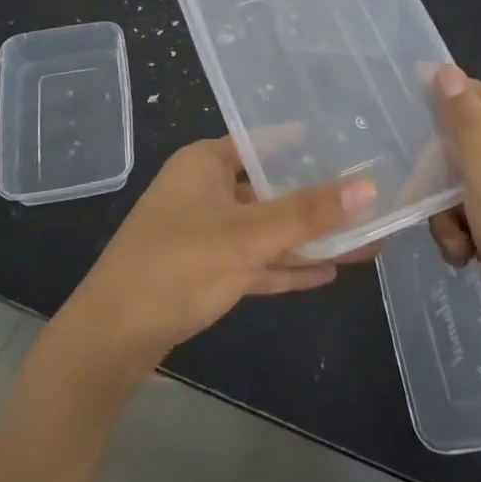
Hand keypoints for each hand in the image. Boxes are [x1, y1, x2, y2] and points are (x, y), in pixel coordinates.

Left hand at [61, 137, 375, 373]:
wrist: (111, 338)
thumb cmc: (177, 266)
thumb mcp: (247, 237)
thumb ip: (307, 212)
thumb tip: (368, 185)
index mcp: (204, 164)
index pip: (262, 142)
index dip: (302, 144)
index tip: (347, 143)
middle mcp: (204, 190)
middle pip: (270, 190)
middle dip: (317, 202)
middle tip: (369, 202)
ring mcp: (203, 233)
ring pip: (266, 230)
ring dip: (308, 240)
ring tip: (363, 242)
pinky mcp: (204, 271)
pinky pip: (255, 260)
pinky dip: (285, 266)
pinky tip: (326, 272)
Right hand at [427, 65, 480, 369]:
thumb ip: (465, 125)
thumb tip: (447, 70)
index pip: (475, 95)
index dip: (441, 95)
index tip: (403, 109)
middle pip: (461, 146)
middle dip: (437, 173)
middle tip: (425, 197)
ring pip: (460, 188)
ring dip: (446, 214)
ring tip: (457, 242)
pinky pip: (471, 220)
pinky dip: (462, 237)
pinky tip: (466, 260)